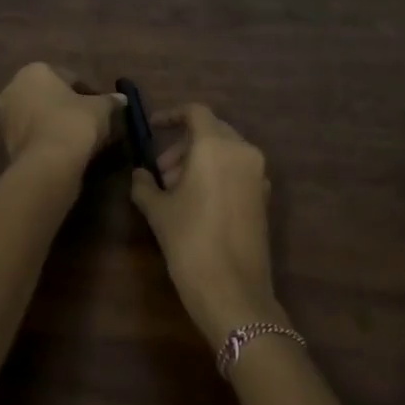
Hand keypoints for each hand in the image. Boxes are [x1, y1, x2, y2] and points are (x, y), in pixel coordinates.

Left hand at [0, 63, 123, 169]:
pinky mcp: (5, 142)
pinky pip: (34, 135)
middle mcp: (13, 87)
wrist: (47, 164)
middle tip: (92, 123)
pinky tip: (65, 151)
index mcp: (34, 71)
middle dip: (69, 107)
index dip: (90, 93)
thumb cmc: (74, 123)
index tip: (103, 110)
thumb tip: (122, 99)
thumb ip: (111, 101)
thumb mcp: (101, 108)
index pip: (70, 78)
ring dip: (57, 124)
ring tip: (80, 140)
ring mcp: (5, 117)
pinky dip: (47, 139)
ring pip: (40, 116)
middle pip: (50, 96)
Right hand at [130, 103, 284, 345]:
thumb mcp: (158, 211)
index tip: (152, 129)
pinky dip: (217, 174)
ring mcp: (258, 175)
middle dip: (183, 144)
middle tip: (160, 171)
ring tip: (175, 190)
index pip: (195, 112)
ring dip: (199, 160)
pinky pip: (237, 170)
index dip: (171, 116)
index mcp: (216, 146)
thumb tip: (140, 174)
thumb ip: (145, 184)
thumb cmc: (190, 242)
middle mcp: (243, 152)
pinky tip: (197, 202)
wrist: (233, 291)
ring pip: (225, 151)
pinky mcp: (264, 197)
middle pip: (211, 130)